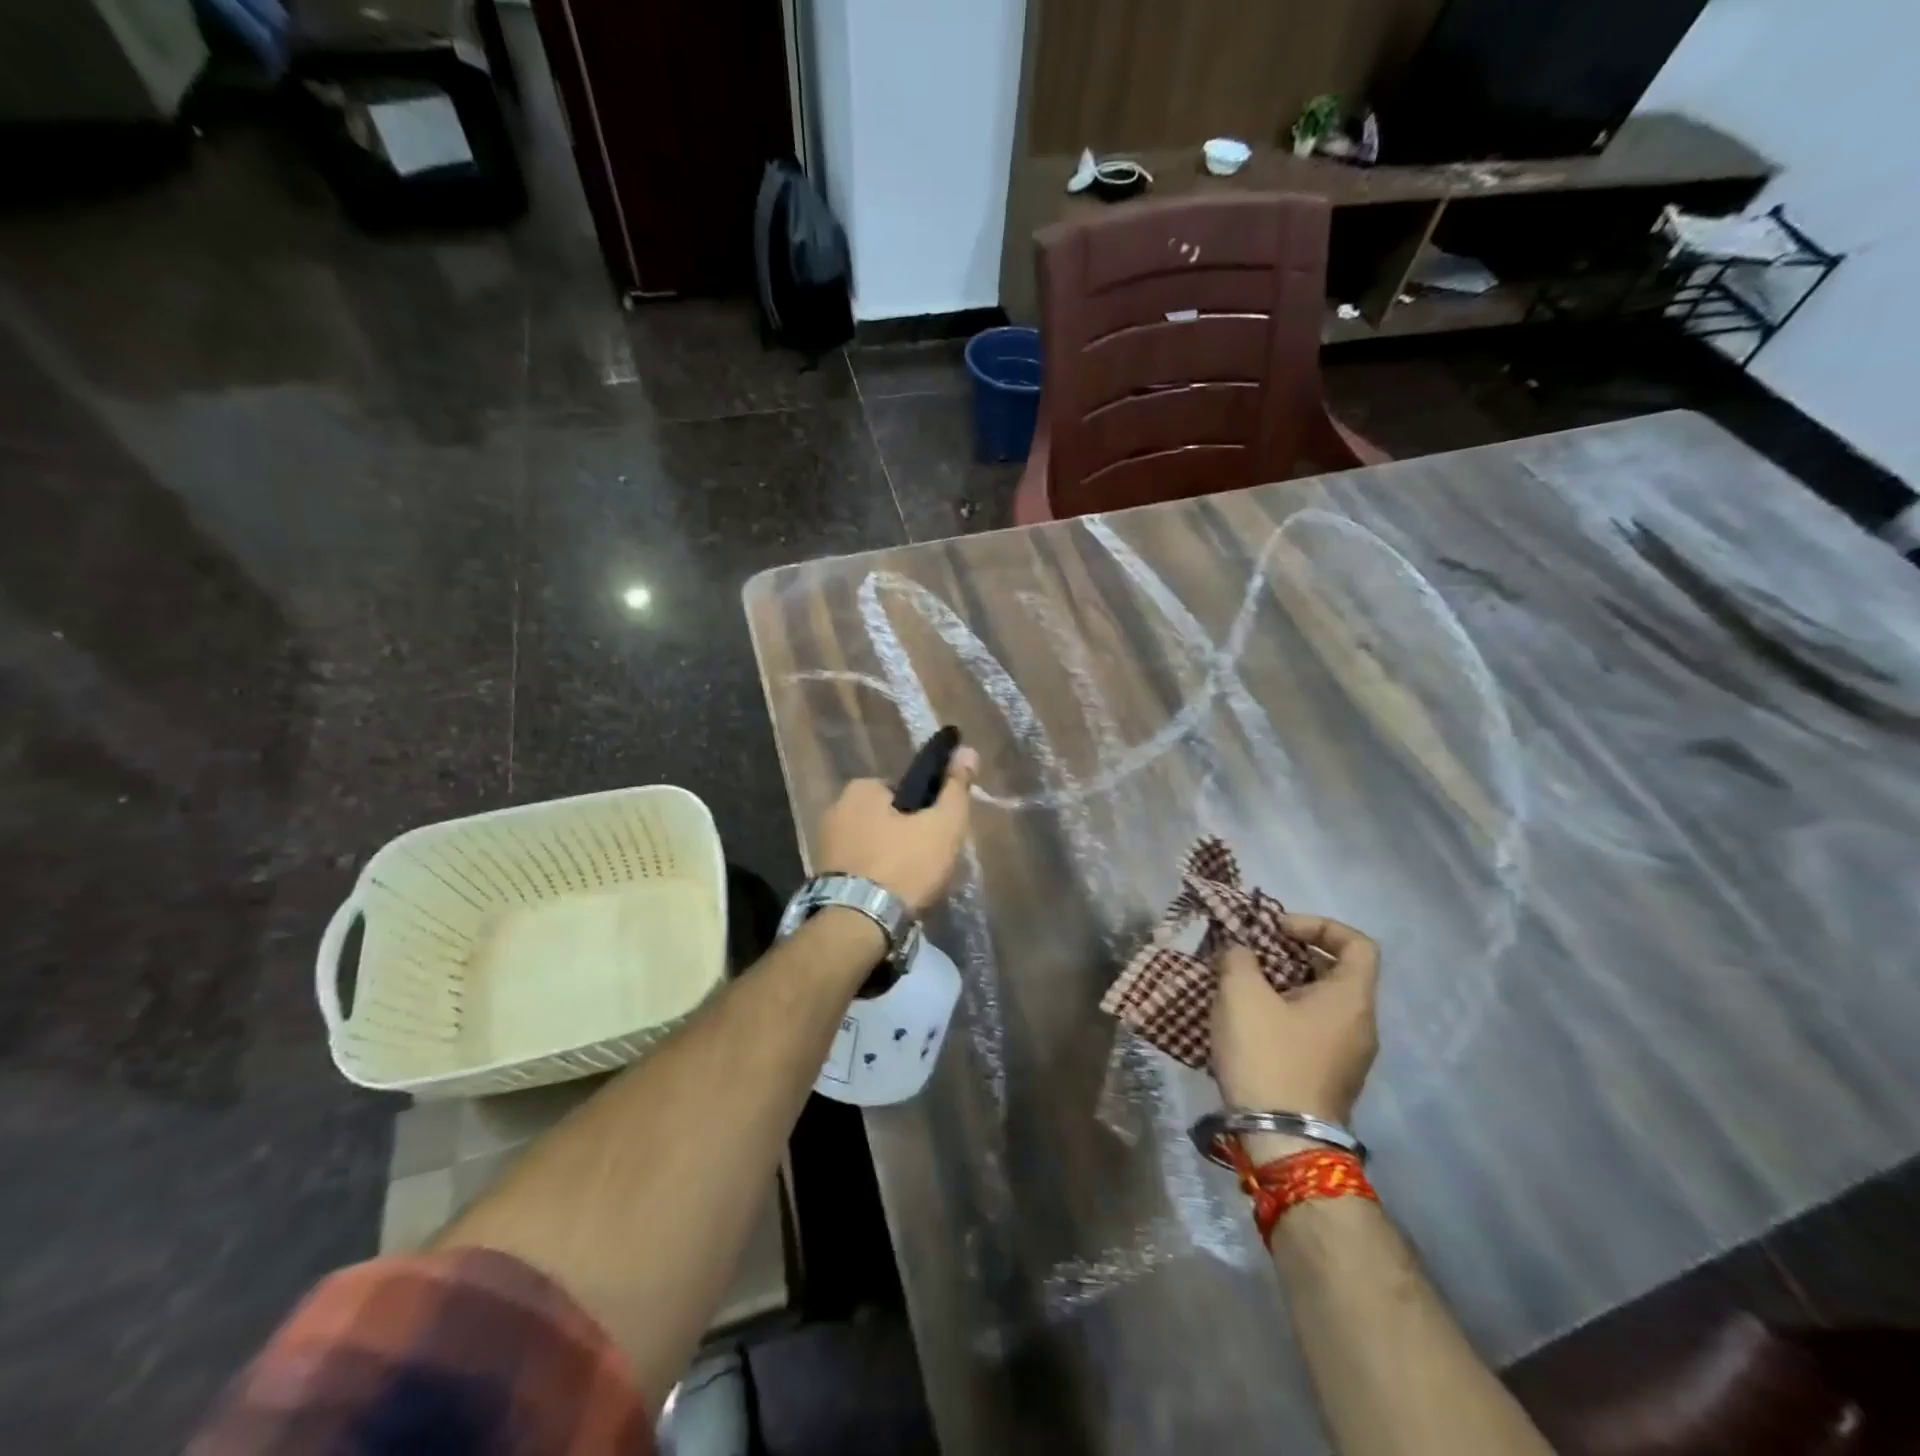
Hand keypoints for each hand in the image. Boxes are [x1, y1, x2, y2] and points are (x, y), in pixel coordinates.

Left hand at [817, 748, 978, 911]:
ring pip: (873, 845)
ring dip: (891, 859)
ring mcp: (824, 845)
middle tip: (929, 864)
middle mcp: (835, 810)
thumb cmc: (905, 866)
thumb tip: (968, 750)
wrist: (859, 924)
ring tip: (912, 886)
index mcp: (860, 789)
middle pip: (887, 818)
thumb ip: (956, 788)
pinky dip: (875, 878)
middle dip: (906, 836)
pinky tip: (890, 897)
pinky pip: (860, 869)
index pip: (904, 791)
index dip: (926, 812)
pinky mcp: (822, 877)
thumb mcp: (943, 824)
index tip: (938, 835)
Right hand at [1210, 914, 1379, 1124]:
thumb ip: (1239, 958)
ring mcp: (1349, 1056)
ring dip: (1285, 985)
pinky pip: (1313, 1029)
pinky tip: (1249, 1022)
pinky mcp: (1330, 1078)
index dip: (1319, 925)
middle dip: (1292, 954)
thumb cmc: (1268, 1057)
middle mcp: (1361, 1024)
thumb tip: (1241, 950)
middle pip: (1336, 971)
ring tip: (1244, 986)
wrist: (1282, 1140)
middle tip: (1254, 954)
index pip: (1357, 943)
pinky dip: (1286, 1014)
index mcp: (1350, 999)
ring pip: (1322, 1002)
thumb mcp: (1241, 994)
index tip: (1278, 930)